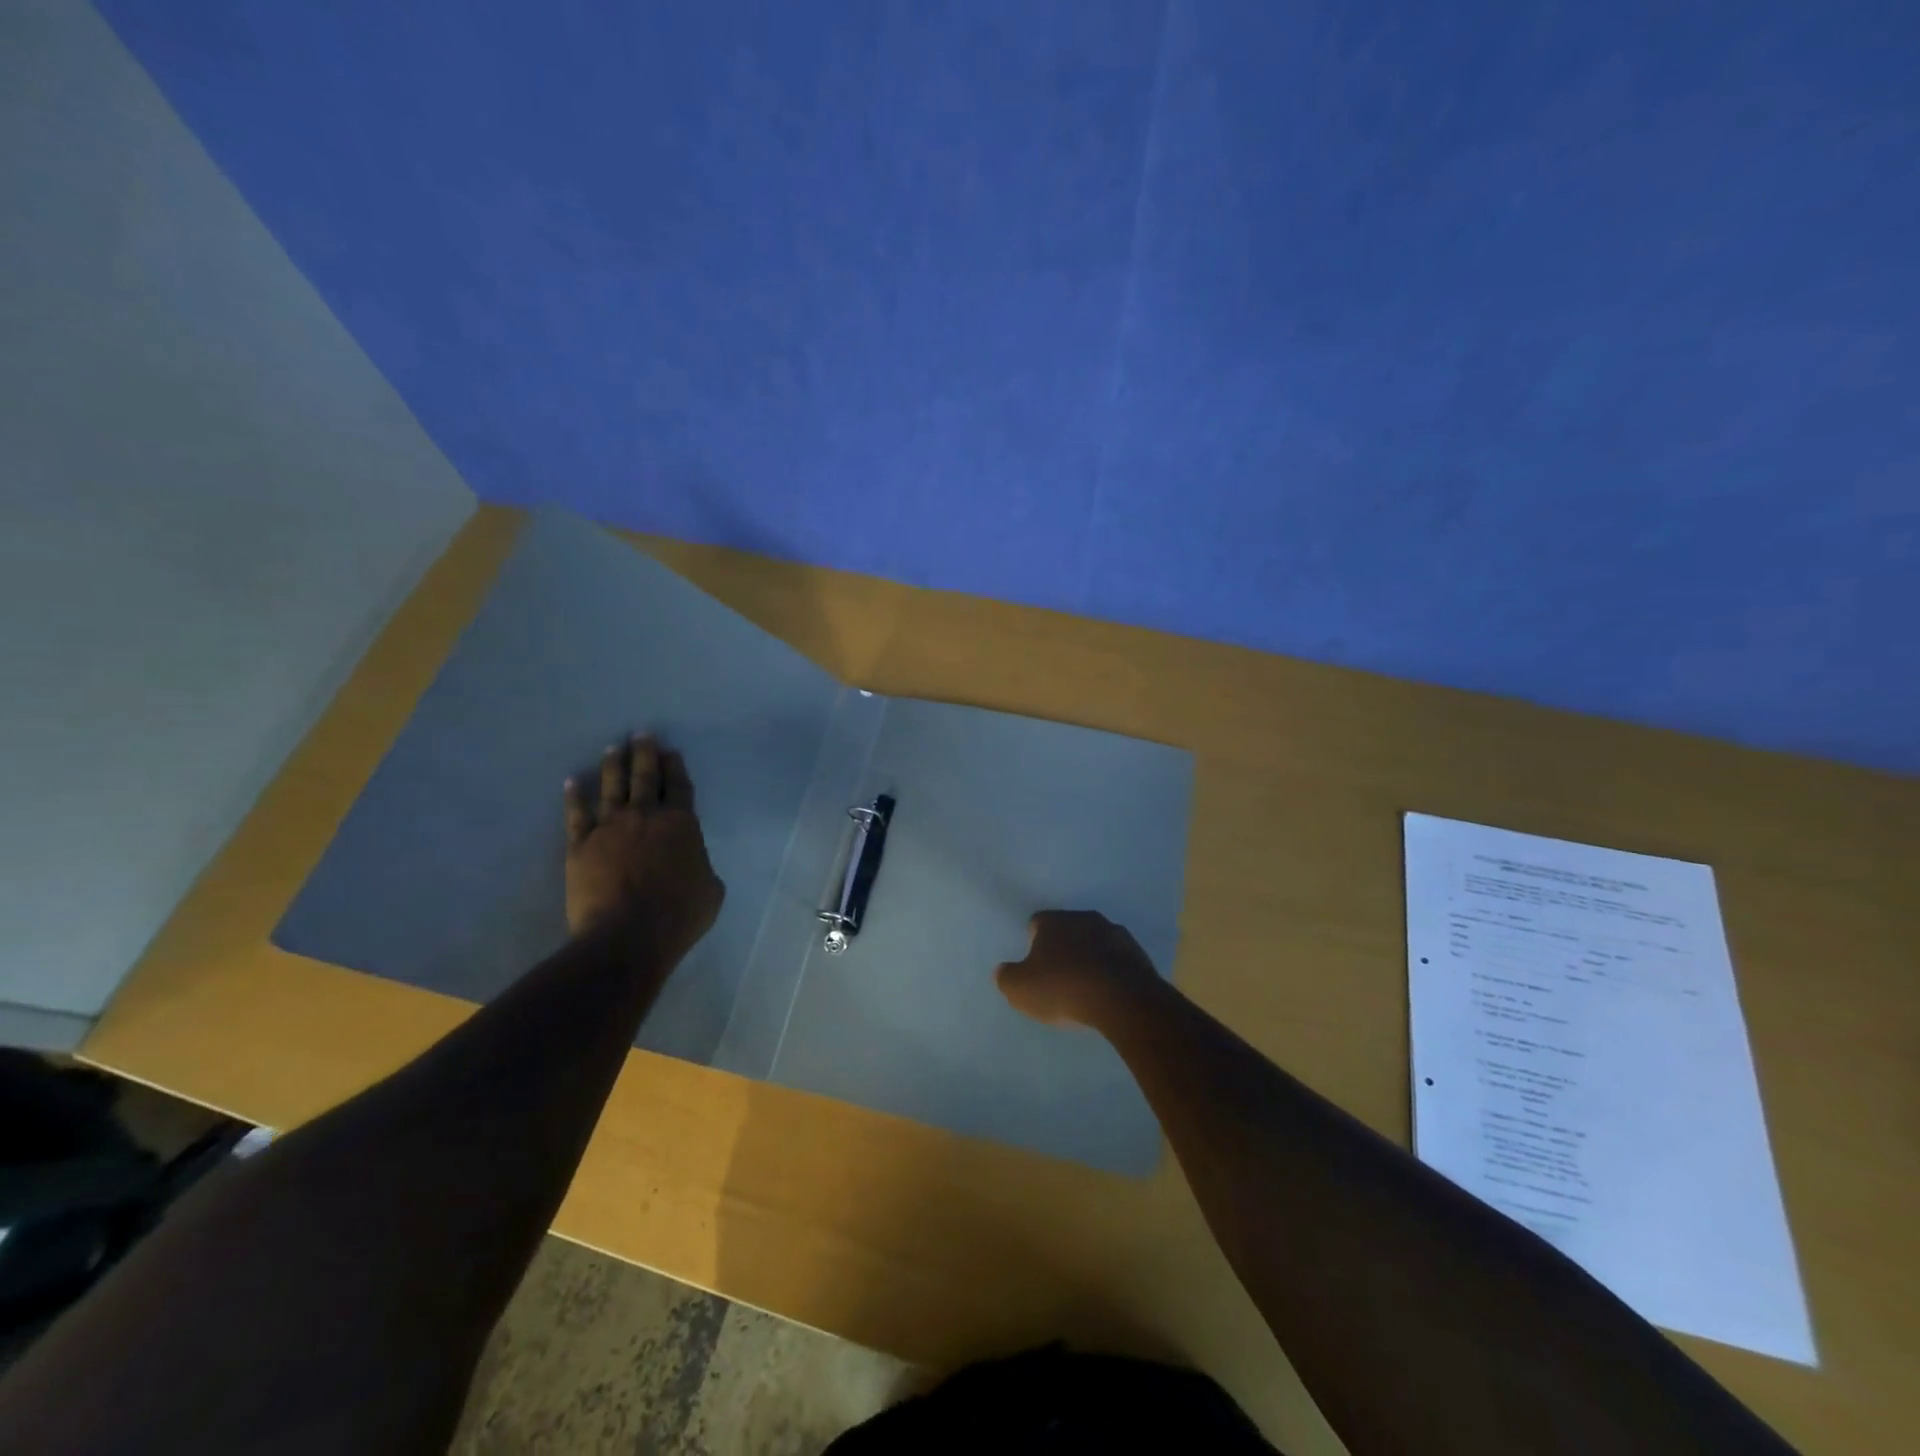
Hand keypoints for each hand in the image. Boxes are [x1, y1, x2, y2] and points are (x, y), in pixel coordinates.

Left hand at [563, 735, 723, 954]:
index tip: (671, 751)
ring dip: (614, 765)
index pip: (680, 787)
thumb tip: (694, 863)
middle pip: (646, 777)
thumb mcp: (711, 890)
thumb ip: (703, 867)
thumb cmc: (678, 915)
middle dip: (646, 753)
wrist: (627, 936)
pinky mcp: (581, 845)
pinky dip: (574, 796)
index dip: (676, 767)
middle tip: (642, 734)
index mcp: (682, 824)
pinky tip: (572, 781)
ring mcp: (610, 828)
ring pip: (612, 787)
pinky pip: (577, 814)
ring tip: (614, 747)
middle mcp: (646, 816)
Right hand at [994, 910, 1160, 1028]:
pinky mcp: (1138, 952)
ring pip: (1095, 940)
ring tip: (1086, 985)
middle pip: (1069, 928)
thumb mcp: (1020, 989)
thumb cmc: (1063, 988)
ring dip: (1090, 956)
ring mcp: (1115, 932)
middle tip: (1059, 974)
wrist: (1122, 999)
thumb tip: (1002, 970)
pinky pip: (1118, 958)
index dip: (1033, 941)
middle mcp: (1084, 918)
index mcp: (1054, 921)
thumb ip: (1006, 977)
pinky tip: (1109, 991)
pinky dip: (1111, 969)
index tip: (1034, 963)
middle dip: (1063, 946)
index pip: (1037, 922)